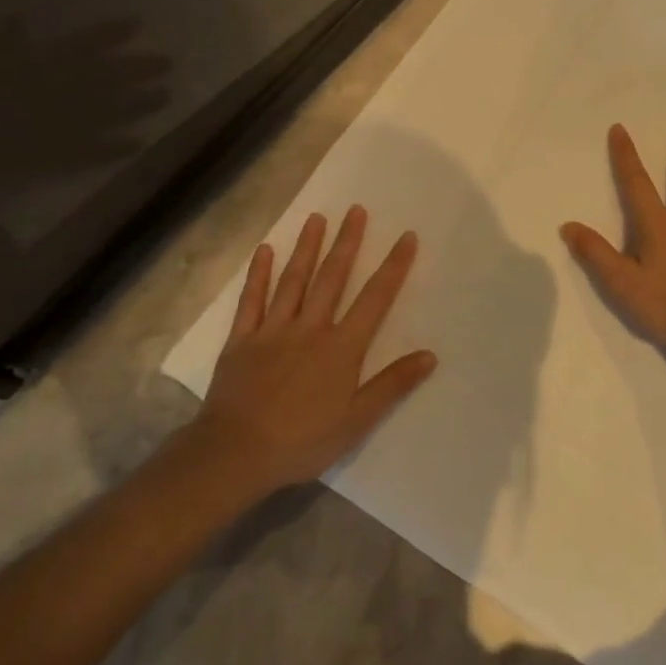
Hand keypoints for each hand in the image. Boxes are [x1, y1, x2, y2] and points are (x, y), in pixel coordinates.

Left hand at [190, 207, 436, 493]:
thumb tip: (430, 355)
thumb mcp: (356, 420)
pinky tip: (264, 250)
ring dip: (306, 247)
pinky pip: (251, 300)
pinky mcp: (242, 340)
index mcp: (341, 347)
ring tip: (317, 218)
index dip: (393, 266)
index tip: (406, 236)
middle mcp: (310, 328)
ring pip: (293, 280)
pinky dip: (258, 274)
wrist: (235, 454)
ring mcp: (272, 330)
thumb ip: (392, 385)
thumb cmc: (302, 441)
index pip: (375, 299)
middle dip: (347, 242)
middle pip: (332, 278)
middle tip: (356, 210)